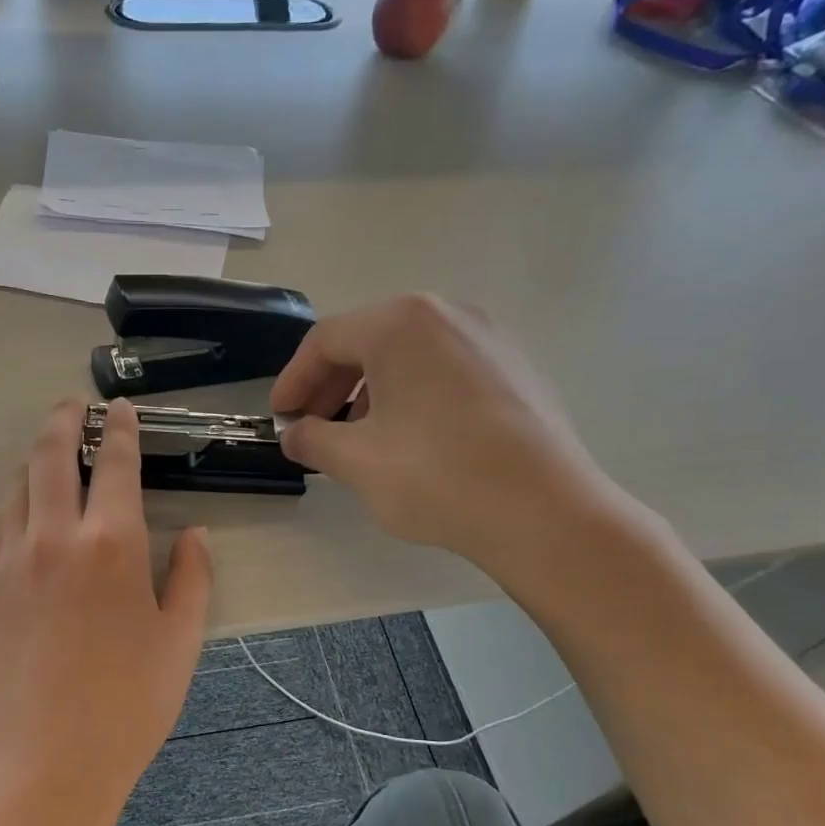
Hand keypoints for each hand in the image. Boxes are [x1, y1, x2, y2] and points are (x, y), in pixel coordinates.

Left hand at [0, 398, 212, 825]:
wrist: (47, 762)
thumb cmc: (129, 705)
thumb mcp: (180, 640)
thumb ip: (190, 577)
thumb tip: (193, 534)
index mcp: (111, 545)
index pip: (114, 464)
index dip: (119, 430)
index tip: (119, 409)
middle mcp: (53, 538)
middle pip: (49, 456)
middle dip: (62, 421)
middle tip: (72, 406)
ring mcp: (10, 561)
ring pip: (15, 486)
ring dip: (33, 458)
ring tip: (49, 452)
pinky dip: (13, 502)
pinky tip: (23, 510)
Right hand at [271, 294, 631, 596]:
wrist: (545, 512)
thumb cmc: (438, 477)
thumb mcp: (357, 461)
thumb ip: (312, 439)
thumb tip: (294, 434)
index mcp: (401, 324)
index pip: (326, 340)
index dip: (293, 380)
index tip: (279, 418)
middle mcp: (447, 314)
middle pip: (368, 340)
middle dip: (331, 386)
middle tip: (313, 428)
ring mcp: (490, 337)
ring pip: (409, 355)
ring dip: (371, 391)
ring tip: (359, 437)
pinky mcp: (516, 367)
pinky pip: (446, 368)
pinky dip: (413, 394)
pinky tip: (412, 437)